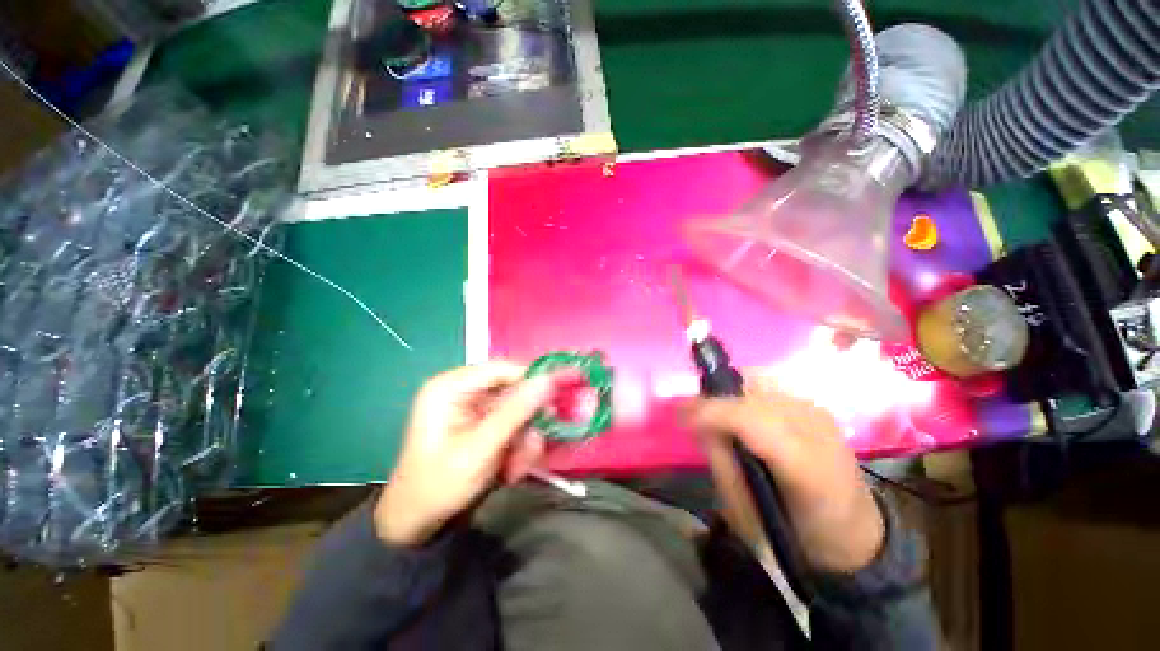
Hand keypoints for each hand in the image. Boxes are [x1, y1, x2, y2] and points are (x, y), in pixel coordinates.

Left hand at [375, 362, 553, 546]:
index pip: (503, 369)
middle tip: (533, 448)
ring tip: (516, 468)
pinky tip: (510, 469)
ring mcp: (472, 407)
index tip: (558, 399)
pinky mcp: (480, 422)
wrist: (416, 524)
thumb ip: (515, 412)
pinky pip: (511, 424)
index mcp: (450, 386)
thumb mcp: (480, 449)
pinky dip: (516, 445)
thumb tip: (548, 380)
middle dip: (526, 422)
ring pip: (517, 410)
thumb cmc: (439, 485)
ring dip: (523, 439)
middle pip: (512, 390)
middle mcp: (462, 390)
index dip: (533, 380)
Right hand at [686, 379, 884, 572]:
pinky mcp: (815, 406)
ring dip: (728, 394)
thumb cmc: (795, 532)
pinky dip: (743, 394)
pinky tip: (737, 413)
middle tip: (692, 415)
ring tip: (713, 414)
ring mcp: (818, 412)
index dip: (710, 411)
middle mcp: (817, 429)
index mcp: (807, 467)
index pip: (752, 421)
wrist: (853, 533)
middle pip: (752, 393)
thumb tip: (697, 423)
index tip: (678, 414)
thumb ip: (720, 461)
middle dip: (715, 400)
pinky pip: (767, 385)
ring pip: (758, 381)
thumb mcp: (746, 512)